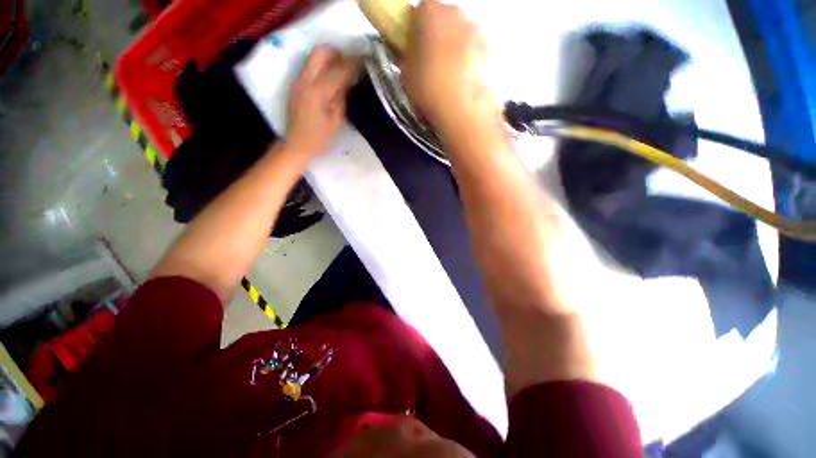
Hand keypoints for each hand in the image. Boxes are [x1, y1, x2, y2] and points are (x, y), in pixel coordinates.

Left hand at [286, 45, 358, 155]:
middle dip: (337, 53)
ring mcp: (297, 81)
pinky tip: (331, 79)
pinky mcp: (295, 84)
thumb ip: (341, 98)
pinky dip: (322, 67)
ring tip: (342, 69)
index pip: (337, 71)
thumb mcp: (335, 121)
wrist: (296, 144)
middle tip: (350, 62)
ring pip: (313, 57)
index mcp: (317, 93)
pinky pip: (310, 67)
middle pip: (320, 53)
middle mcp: (304, 81)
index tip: (364, 59)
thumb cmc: (319, 138)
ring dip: (329, 59)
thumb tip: (347, 82)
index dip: (352, 63)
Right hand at [402, 0, 499, 134]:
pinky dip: (470, 65)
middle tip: (432, 65)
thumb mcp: (406, 76)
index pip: (421, 10)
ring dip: (456, 51)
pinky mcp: (493, 53)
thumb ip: (407, 57)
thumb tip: (412, 53)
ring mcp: (479, 32)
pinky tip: (464, 86)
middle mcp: (458, 14)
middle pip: (445, 20)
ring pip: (463, 37)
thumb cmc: (429, 90)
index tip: (415, 48)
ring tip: (450, 81)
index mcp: (431, 13)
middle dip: (438, 37)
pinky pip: (476, 54)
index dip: (417, 28)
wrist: (464, 113)